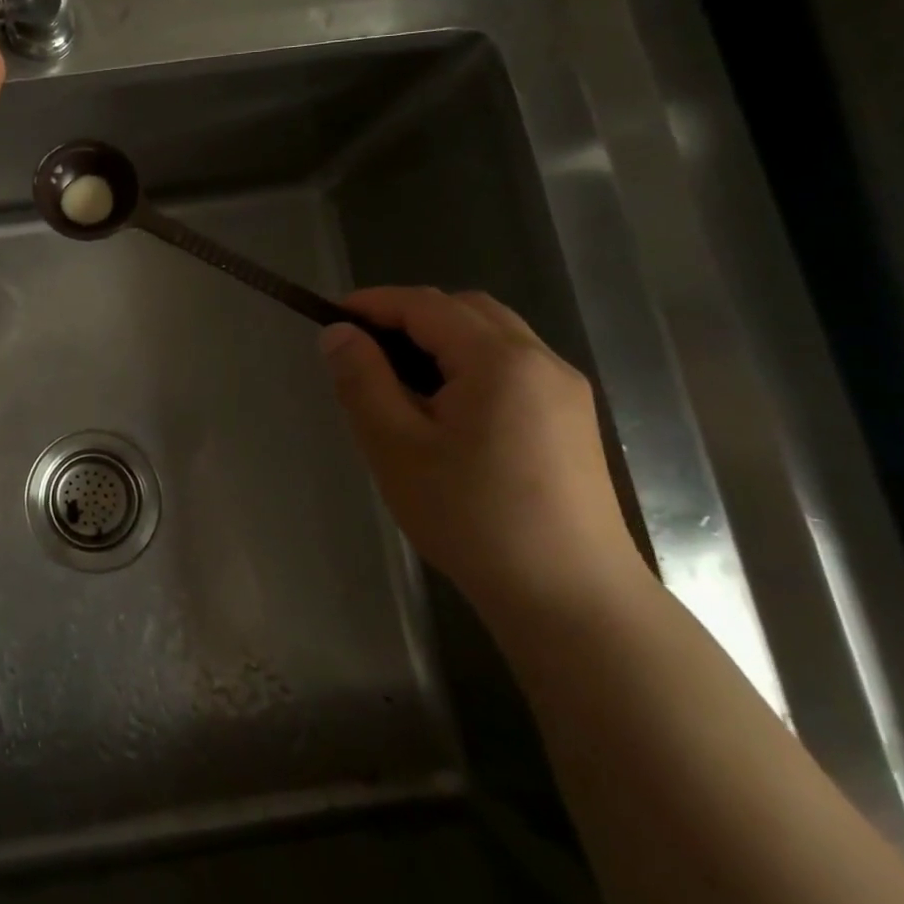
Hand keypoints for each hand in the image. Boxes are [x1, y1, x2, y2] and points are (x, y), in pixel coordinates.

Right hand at [321, 286, 644, 617]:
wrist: (572, 599)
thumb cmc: (472, 518)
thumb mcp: (395, 446)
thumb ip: (362, 380)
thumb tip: (338, 333)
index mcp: (499, 360)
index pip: (425, 305)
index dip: (373, 303)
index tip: (330, 317)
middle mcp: (541, 361)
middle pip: (465, 310)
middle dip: (409, 316)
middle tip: (365, 350)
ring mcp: (565, 390)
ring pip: (493, 336)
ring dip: (442, 339)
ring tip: (400, 380)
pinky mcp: (572, 420)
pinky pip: (513, 365)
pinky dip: (470, 363)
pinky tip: (447, 410)